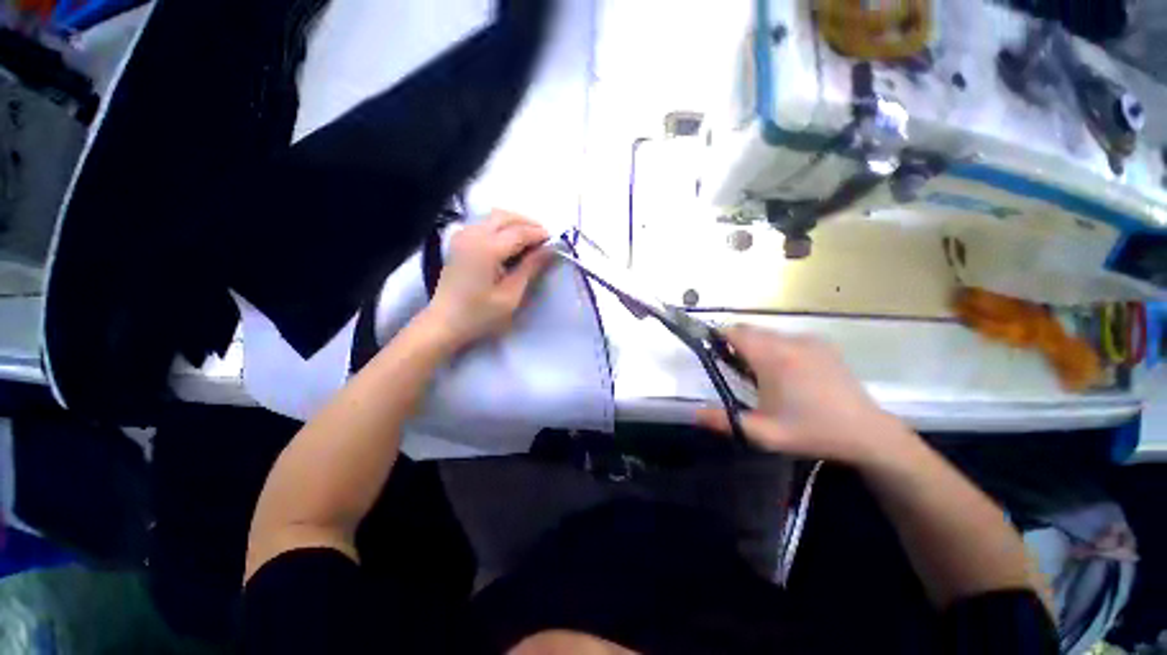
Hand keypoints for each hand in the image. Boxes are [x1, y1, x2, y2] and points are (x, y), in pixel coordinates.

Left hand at [422, 210, 553, 349]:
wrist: (444, 322)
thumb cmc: (479, 315)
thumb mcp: (510, 296)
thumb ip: (530, 268)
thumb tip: (549, 250)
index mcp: (486, 249)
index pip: (519, 232)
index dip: (539, 234)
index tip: (556, 241)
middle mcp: (472, 235)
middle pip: (506, 217)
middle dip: (528, 224)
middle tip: (544, 240)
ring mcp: (463, 235)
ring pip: (495, 217)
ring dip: (515, 224)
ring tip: (531, 241)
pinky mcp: (459, 240)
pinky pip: (485, 224)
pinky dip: (502, 227)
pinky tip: (511, 243)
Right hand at [696, 326, 919, 466]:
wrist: (868, 434)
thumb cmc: (811, 432)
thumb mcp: (763, 433)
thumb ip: (724, 421)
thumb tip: (693, 413)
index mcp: (773, 358)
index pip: (735, 332)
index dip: (718, 338)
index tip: (713, 354)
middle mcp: (790, 341)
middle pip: (750, 330)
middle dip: (736, 344)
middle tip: (736, 371)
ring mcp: (810, 341)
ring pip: (768, 333)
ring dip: (756, 346)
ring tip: (762, 375)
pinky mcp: (823, 345)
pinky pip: (787, 337)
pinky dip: (776, 347)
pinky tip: (787, 372)